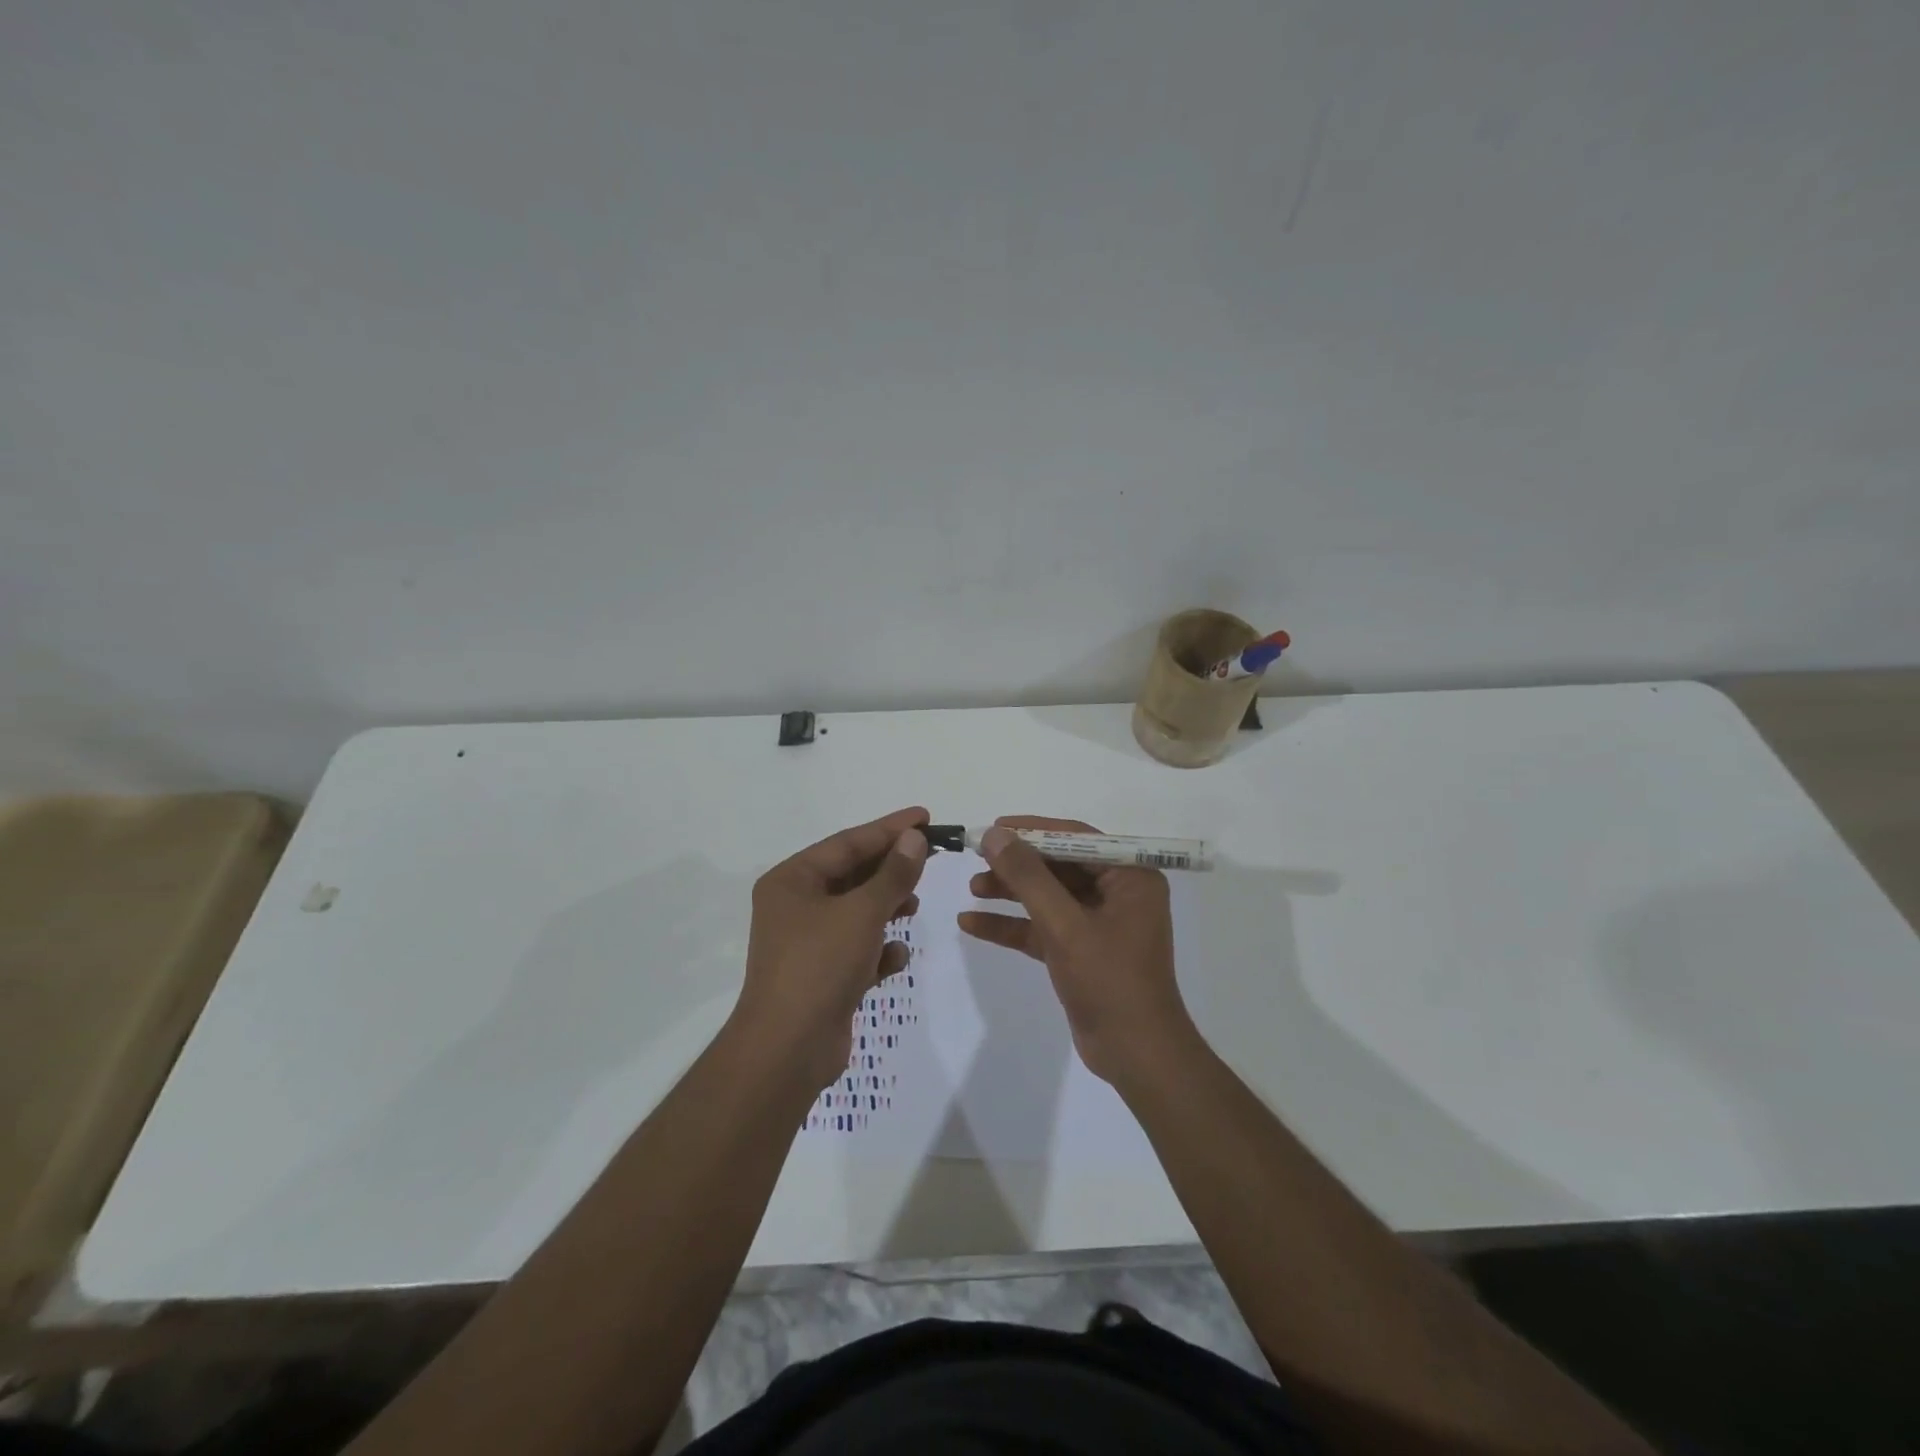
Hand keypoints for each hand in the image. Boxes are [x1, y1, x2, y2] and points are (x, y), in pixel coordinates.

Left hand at [735, 807, 929, 1088]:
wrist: (787, 1050)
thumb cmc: (819, 966)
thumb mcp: (862, 913)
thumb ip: (893, 874)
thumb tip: (914, 838)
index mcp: (792, 880)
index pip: (848, 842)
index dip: (889, 829)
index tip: (925, 817)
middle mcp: (795, 905)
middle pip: (852, 875)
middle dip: (891, 869)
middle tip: (931, 857)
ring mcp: (807, 942)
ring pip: (857, 911)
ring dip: (887, 907)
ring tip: (913, 906)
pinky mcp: (821, 974)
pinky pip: (856, 948)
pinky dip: (878, 949)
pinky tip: (895, 957)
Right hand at [957, 815, 1196, 1084]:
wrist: (1136, 1056)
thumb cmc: (1109, 980)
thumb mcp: (1064, 924)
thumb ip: (1028, 877)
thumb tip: (995, 835)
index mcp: (1130, 877)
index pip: (1077, 838)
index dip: (1033, 830)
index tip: (994, 828)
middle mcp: (1117, 893)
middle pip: (1059, 866)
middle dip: (1017, 864)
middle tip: (976, 858)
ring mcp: (1098, 923)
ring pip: (1048, 896)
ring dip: (1011, 892)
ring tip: (972, 888)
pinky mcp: (1080, 951)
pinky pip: (1042, 927)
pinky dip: (1011, 925)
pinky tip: (971, 923)